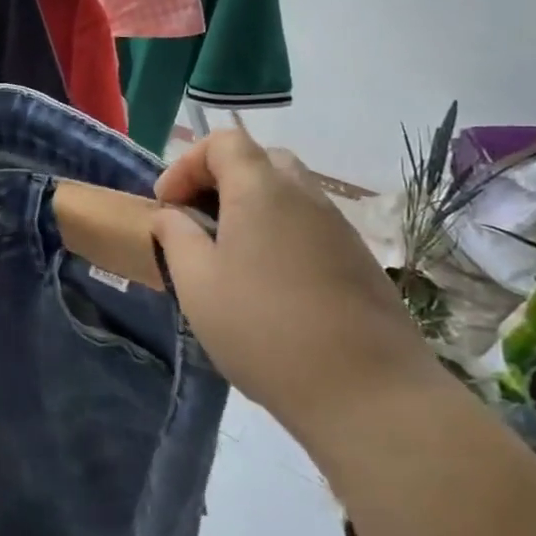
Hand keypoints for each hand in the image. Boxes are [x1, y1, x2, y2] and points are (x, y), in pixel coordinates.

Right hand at [151, 127, 440, 440]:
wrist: (368, 393)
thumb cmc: (264, 329)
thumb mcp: (196, 283)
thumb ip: (176, 237)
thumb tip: (174, 216)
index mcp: (261, 190)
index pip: (223, 142)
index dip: (187, 164)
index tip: (168, 205)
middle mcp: (305, 195)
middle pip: (259, 160)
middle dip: (220, 180)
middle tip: (197, 220)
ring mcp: (338, 227)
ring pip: (288, 193)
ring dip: (251, 208)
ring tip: (228, 255)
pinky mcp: (358, 260)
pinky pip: (309, 225)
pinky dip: (280, 233)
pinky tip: (268, 282)